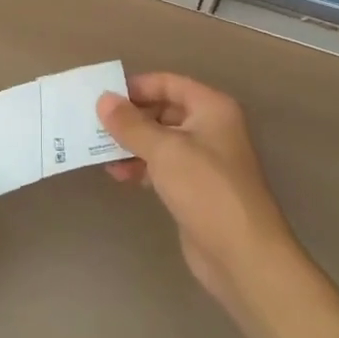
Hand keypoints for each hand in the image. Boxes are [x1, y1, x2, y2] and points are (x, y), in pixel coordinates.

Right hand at [99, 74, 298, 316]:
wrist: (242, 255)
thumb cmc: (206, 189)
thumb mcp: (164, 150)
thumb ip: (131, 124)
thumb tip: (103, 100)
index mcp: (211, 108)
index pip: (168, 83)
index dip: (136, 87)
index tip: (103, 96)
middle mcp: (210, 128)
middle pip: (163, 110)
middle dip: (131, 117)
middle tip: (95, 124)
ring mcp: (204, 159)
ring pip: (160, 140)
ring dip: (132, 144)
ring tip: (100, 152)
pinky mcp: (195, 188)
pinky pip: (162, 166)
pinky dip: (141, 166)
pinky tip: (119, 175)